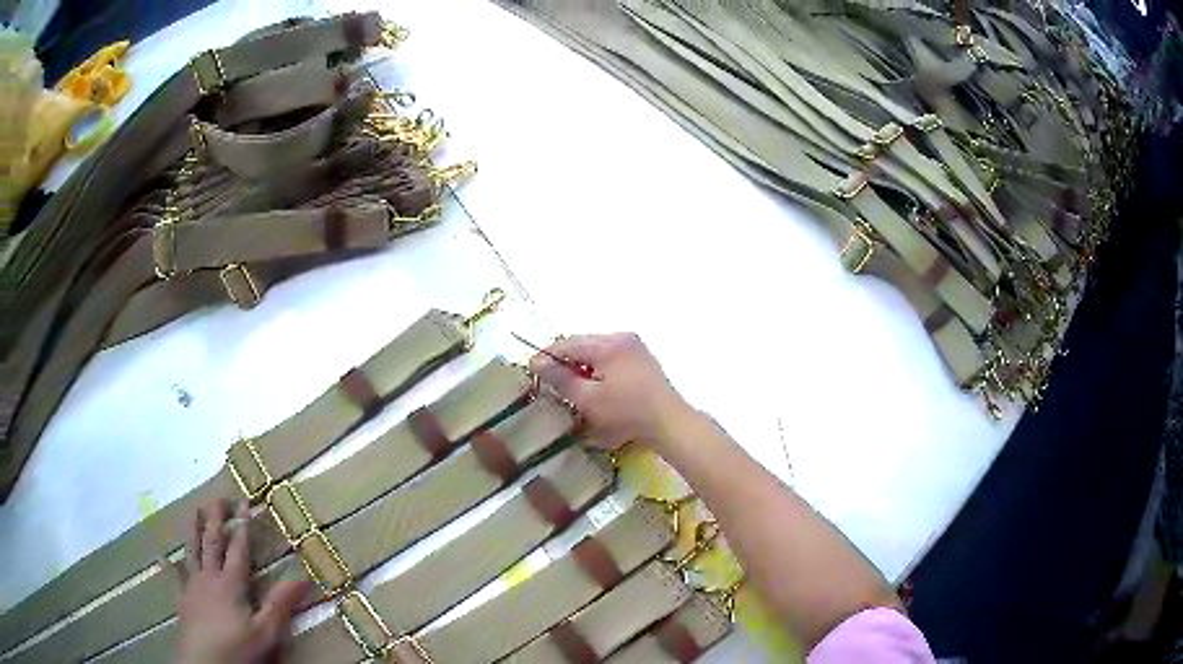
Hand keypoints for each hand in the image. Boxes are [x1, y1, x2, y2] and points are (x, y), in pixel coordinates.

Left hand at [173, 500, 309, 663]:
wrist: (204, 663)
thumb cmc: (237, 648)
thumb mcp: (266, 632)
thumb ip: (280, 604)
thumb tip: (303, 576)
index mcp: (231, 584)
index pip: (239, 549)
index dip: (242, 525)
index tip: (244, 502)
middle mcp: (210, 578)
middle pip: (212, 543)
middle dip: (216, 520)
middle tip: (218, 498)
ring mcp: (193, 587)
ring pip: (192, 552)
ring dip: (194, 530)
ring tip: (193, 511)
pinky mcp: (183, 601)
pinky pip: (175, 579)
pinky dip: (171, 567)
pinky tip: (164, 558)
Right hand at [529, 333, 694, 450]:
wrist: (669, 422)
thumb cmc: (626, 412)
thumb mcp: (588, 399)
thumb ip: (561, 379)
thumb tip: (536, 362)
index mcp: (608, 344)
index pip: (568, 343)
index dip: (548, 356)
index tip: (532, 370)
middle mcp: (622, 338)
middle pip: (584, 345)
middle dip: (566, 362)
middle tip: (552, 382)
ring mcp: (636, 348)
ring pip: (598, 351)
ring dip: (583, 366)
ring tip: (574, 388)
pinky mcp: (643, 360)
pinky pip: (613, 358)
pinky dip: (600, 369)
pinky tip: (597, 388)